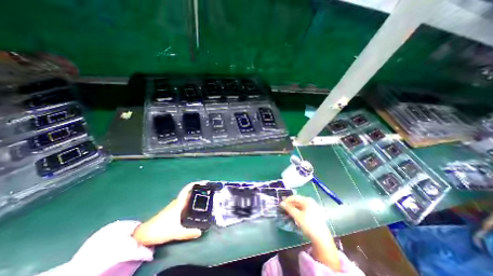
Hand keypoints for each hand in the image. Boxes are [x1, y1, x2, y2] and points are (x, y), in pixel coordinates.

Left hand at [133, 184, 201, 245]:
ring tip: (201, 200)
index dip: (193, 185)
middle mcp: (176, 203)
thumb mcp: (176, 233)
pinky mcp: (170, 211)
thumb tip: (200, 232)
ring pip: (184, 199)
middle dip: (196, 192)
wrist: (144, 235)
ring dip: (192, 198)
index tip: (201, 182)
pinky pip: (182, 204)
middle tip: (206, 193)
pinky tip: (191, 208)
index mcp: (178, 204)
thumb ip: (189, 233)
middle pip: (187, 194)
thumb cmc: (160, 230)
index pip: (186, 191)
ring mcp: (172, 207)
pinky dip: (188, 203)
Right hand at [279, 195, 341, 270]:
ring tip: (288, 212)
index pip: (294, 197)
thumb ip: (289, 208)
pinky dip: (298, 211)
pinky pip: (304, 209)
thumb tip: (281, 203)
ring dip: (293, 208)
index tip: (281, 205)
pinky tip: (295, 215)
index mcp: (307, 200)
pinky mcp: (314, 213)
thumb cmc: (309, 225)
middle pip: (297, 201)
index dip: (287, 200)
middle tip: (283, 209)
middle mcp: (310, 202)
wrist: (322, 239)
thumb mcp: (297, 216)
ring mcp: (313, 207)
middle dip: (290, 204)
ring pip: (300, 205)